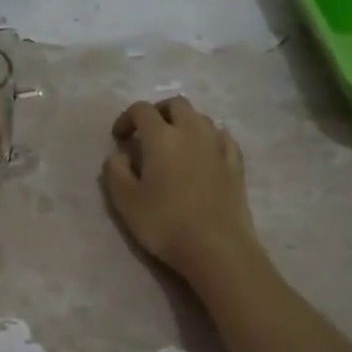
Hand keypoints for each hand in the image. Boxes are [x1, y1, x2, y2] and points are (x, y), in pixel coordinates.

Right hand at [101, 96, 260, 278]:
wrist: (216, 247)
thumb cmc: (164, 223)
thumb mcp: (125, 200)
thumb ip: (115, 170)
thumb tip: (120, 153)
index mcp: (161, 136)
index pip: (141, 109)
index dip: (126, 118)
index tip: (119, 139)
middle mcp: (191, 131)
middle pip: (175, 104)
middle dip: (158, 112)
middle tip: (146, 134)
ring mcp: (218, 145)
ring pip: (200, 117)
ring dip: (184, 123)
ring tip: (174, 145)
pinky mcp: (236, 163)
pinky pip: (222, 136)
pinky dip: (208, 137)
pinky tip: (204, 152)